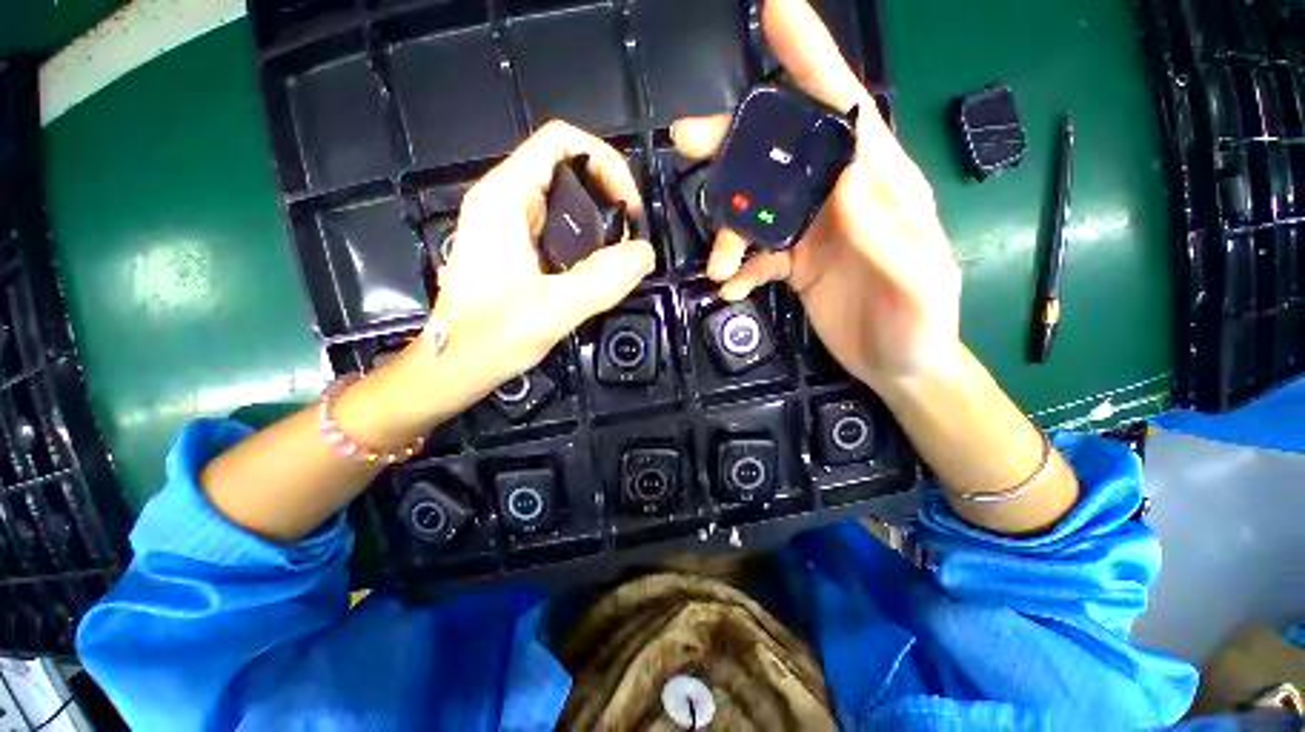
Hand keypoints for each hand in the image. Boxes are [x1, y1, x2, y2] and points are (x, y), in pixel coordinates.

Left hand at [394, 121, 654, 419]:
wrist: (454, 367)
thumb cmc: (490, 338)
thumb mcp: (551, 310)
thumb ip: (602, 280)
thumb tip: (645, 252)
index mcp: (504, 199)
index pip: (560, 141)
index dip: (605, 162)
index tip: (629, 210)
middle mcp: (503, 201)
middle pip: (565, 167)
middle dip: (607, 193)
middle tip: (630, 237)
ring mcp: (507, 225)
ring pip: (563, 200)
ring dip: (599, 219)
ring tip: (620, 254)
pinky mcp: (514, 248)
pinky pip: (558, 227)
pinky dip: (585, 239)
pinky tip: (597, 268)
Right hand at [671, 0, 961, 389]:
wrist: (900, 366)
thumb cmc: (921, 325)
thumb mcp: (920, 281)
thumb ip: (888, 231)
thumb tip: (846, 177)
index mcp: (879, 186)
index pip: (844, 111)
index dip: (812, 60)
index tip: (776, 12)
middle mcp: (840, 199)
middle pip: (781, 155)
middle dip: (734, 145)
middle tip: (686, 143)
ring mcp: (813, 232)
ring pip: (757, 211)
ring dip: (728, 233)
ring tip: (717, 267)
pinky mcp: (795, 265)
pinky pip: (758, 256)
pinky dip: (740, 270)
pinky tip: (733, 290)